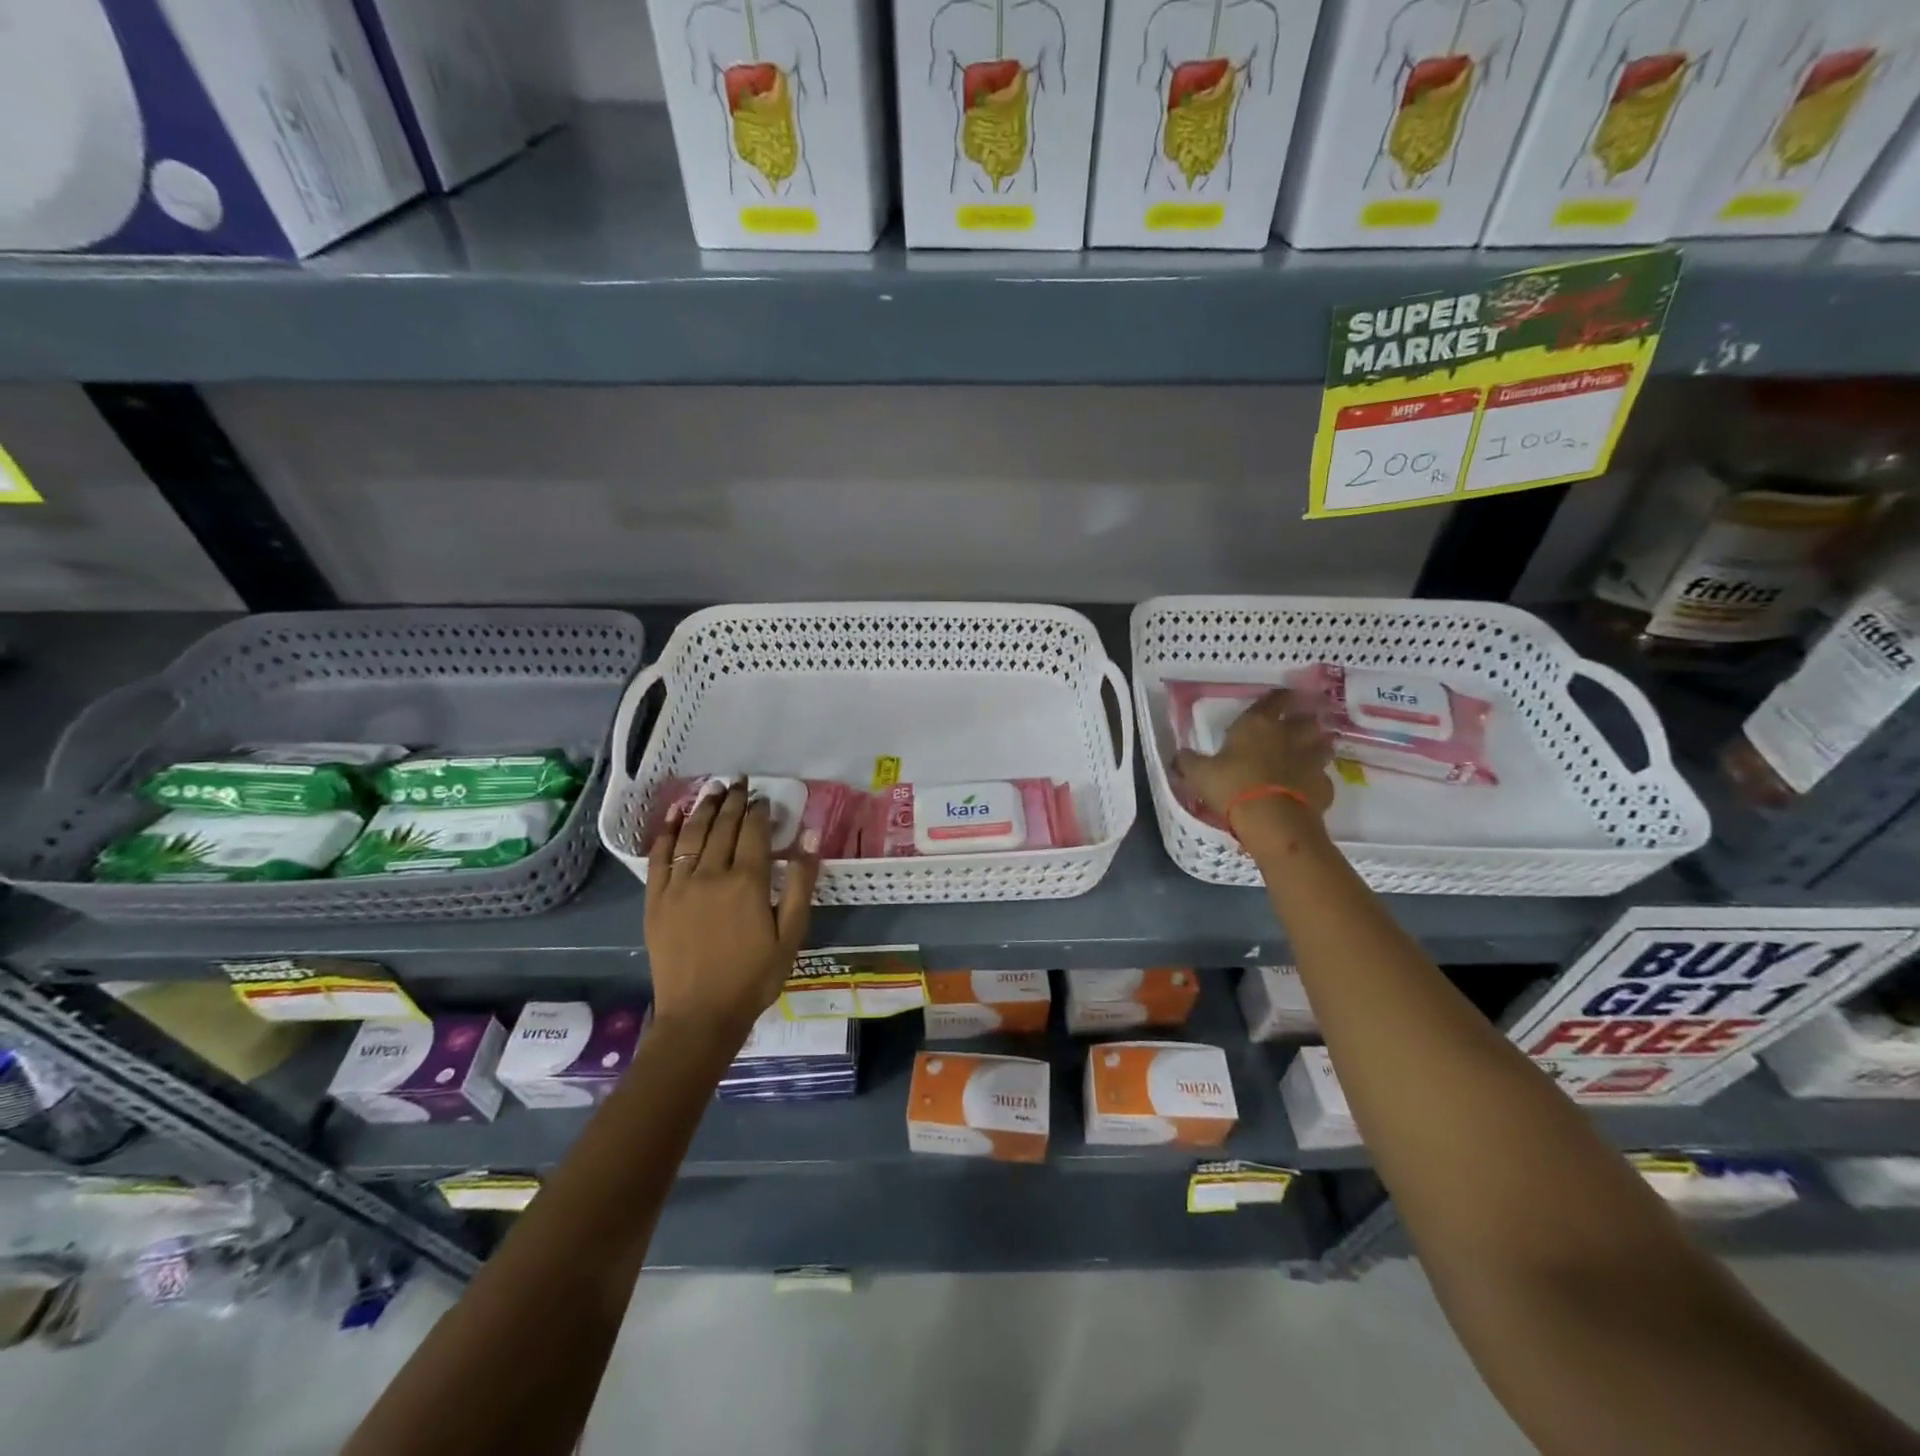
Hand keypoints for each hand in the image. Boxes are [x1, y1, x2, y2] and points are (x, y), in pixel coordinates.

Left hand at [645, 778, 817, 1041]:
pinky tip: (675, 816)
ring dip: (704, 807)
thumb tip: (808, 837)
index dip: (759, 810)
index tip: (763, 797)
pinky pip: (659, 856)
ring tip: (712, 788)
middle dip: (733, 800)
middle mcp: (710, 874)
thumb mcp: (791, 934)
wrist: (700, 1016)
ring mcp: (678, 885)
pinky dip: (667, 832)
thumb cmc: (754, 977)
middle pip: (722, 826)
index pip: (753, 831)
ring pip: (692, 834)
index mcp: (747, 881)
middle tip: (739, 781)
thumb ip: (799, 883)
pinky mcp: (656, 900)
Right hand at [1173, 689, 1335, 835]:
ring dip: (1317, 746)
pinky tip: (1306, 789)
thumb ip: (1189, 761)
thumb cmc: (1232, 787)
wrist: (1272, 821)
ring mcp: (1311, 761)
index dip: (1278, 697)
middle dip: (1303, 721)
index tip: (1280, 698)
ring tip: (1308, 753)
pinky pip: (1322, 778)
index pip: (1274, 700)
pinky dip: (1316, 781)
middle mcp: (1289, 736)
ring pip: (1323, 745)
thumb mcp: (1199, 774)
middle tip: (1297, 727)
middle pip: (1306, 719)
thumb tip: (1179, 754)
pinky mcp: (1324, 786)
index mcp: (1258, 725)